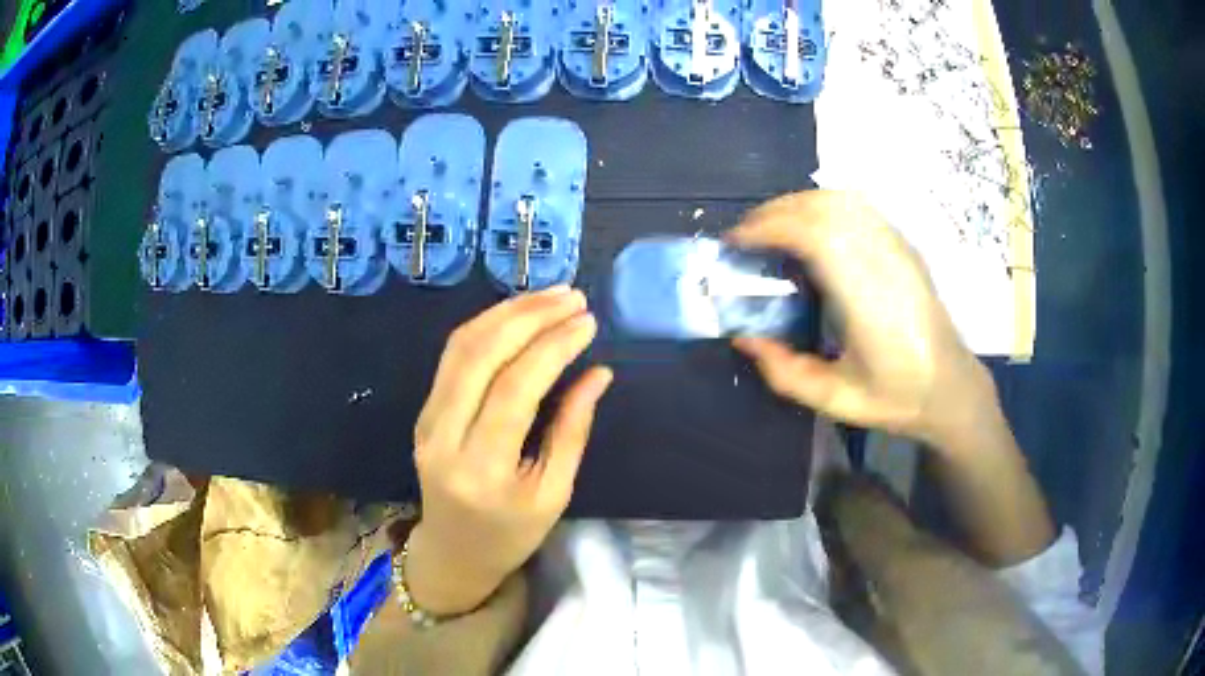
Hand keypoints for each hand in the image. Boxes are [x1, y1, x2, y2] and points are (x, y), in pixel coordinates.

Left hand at [405, 286, 612, 614]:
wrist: (453, 552)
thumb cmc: (511, 534)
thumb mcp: (553, 493)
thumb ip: (573, 430)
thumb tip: (598, 372)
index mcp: (481, 469)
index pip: (515, 388)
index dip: (553, 347)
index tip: (587, 322)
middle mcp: (443, 436)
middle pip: (480, 355)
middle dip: (529, 316)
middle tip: (571, 297)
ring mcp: (426, 420)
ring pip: (461, 346)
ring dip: (506, 313)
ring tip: (549, 296)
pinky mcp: (424, 411)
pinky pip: (453, 357)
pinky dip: (487, 327)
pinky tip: (517, 315)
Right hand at [729, 191, 998, 449]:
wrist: (952, 387)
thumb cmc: (897, 398)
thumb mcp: (835, 402)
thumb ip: (785, 373)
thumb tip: (743, 338)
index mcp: (869, 301)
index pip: (815, 235)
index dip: (770, 227)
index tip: (737, 241)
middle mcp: (885, 262)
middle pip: (824, 208)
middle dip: (776, 211)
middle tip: (745, 235)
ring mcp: (898, 248)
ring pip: (842, 200)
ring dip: (798, 204)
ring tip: (773, 228)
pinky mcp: (904, 245)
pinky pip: (858, 208)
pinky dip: (823, 207)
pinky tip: (809, 229)